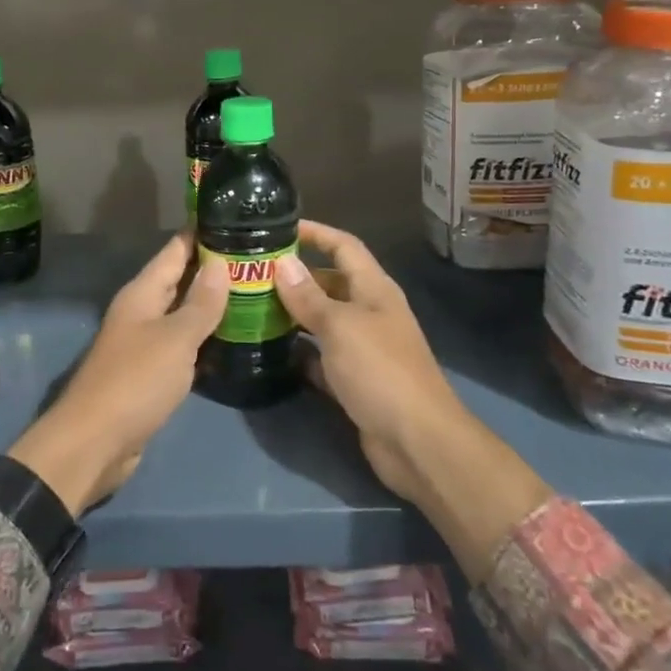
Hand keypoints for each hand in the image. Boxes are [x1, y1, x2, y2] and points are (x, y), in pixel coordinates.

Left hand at [7, 232, 227, 515]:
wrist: (95, 442)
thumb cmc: (136, 381)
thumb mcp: (175, 338)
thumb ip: (200, 303)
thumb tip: (220, 264)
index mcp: (142, 293)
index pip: (175, 250)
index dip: (202, 232)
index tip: (235, 216)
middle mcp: (141, 311)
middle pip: (180, 279)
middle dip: (214, 267)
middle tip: (258, 256)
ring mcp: (145, 342)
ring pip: (183, 312)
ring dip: (212, 303)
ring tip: (254, 291)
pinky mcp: (151, 373)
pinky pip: (183, 344)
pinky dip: (205, 337)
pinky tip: (232, 337)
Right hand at [271, 220, 466, 506]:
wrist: (418, 443)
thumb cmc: (380, 371)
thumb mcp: (340, 327)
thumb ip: (309, 297)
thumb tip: (282, 263)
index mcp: (374, 290)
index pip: (344, 246)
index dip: (316, 232)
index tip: (279, 227)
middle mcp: (370, 313)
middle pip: (330, 283)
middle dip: (296, 276)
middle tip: (252, 274)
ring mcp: (364, 348)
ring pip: (323, 321)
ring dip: (294, 314)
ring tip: (252, 307)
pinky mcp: (355, 381)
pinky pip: (321, 357)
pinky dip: (300, 352)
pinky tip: (271, 351)